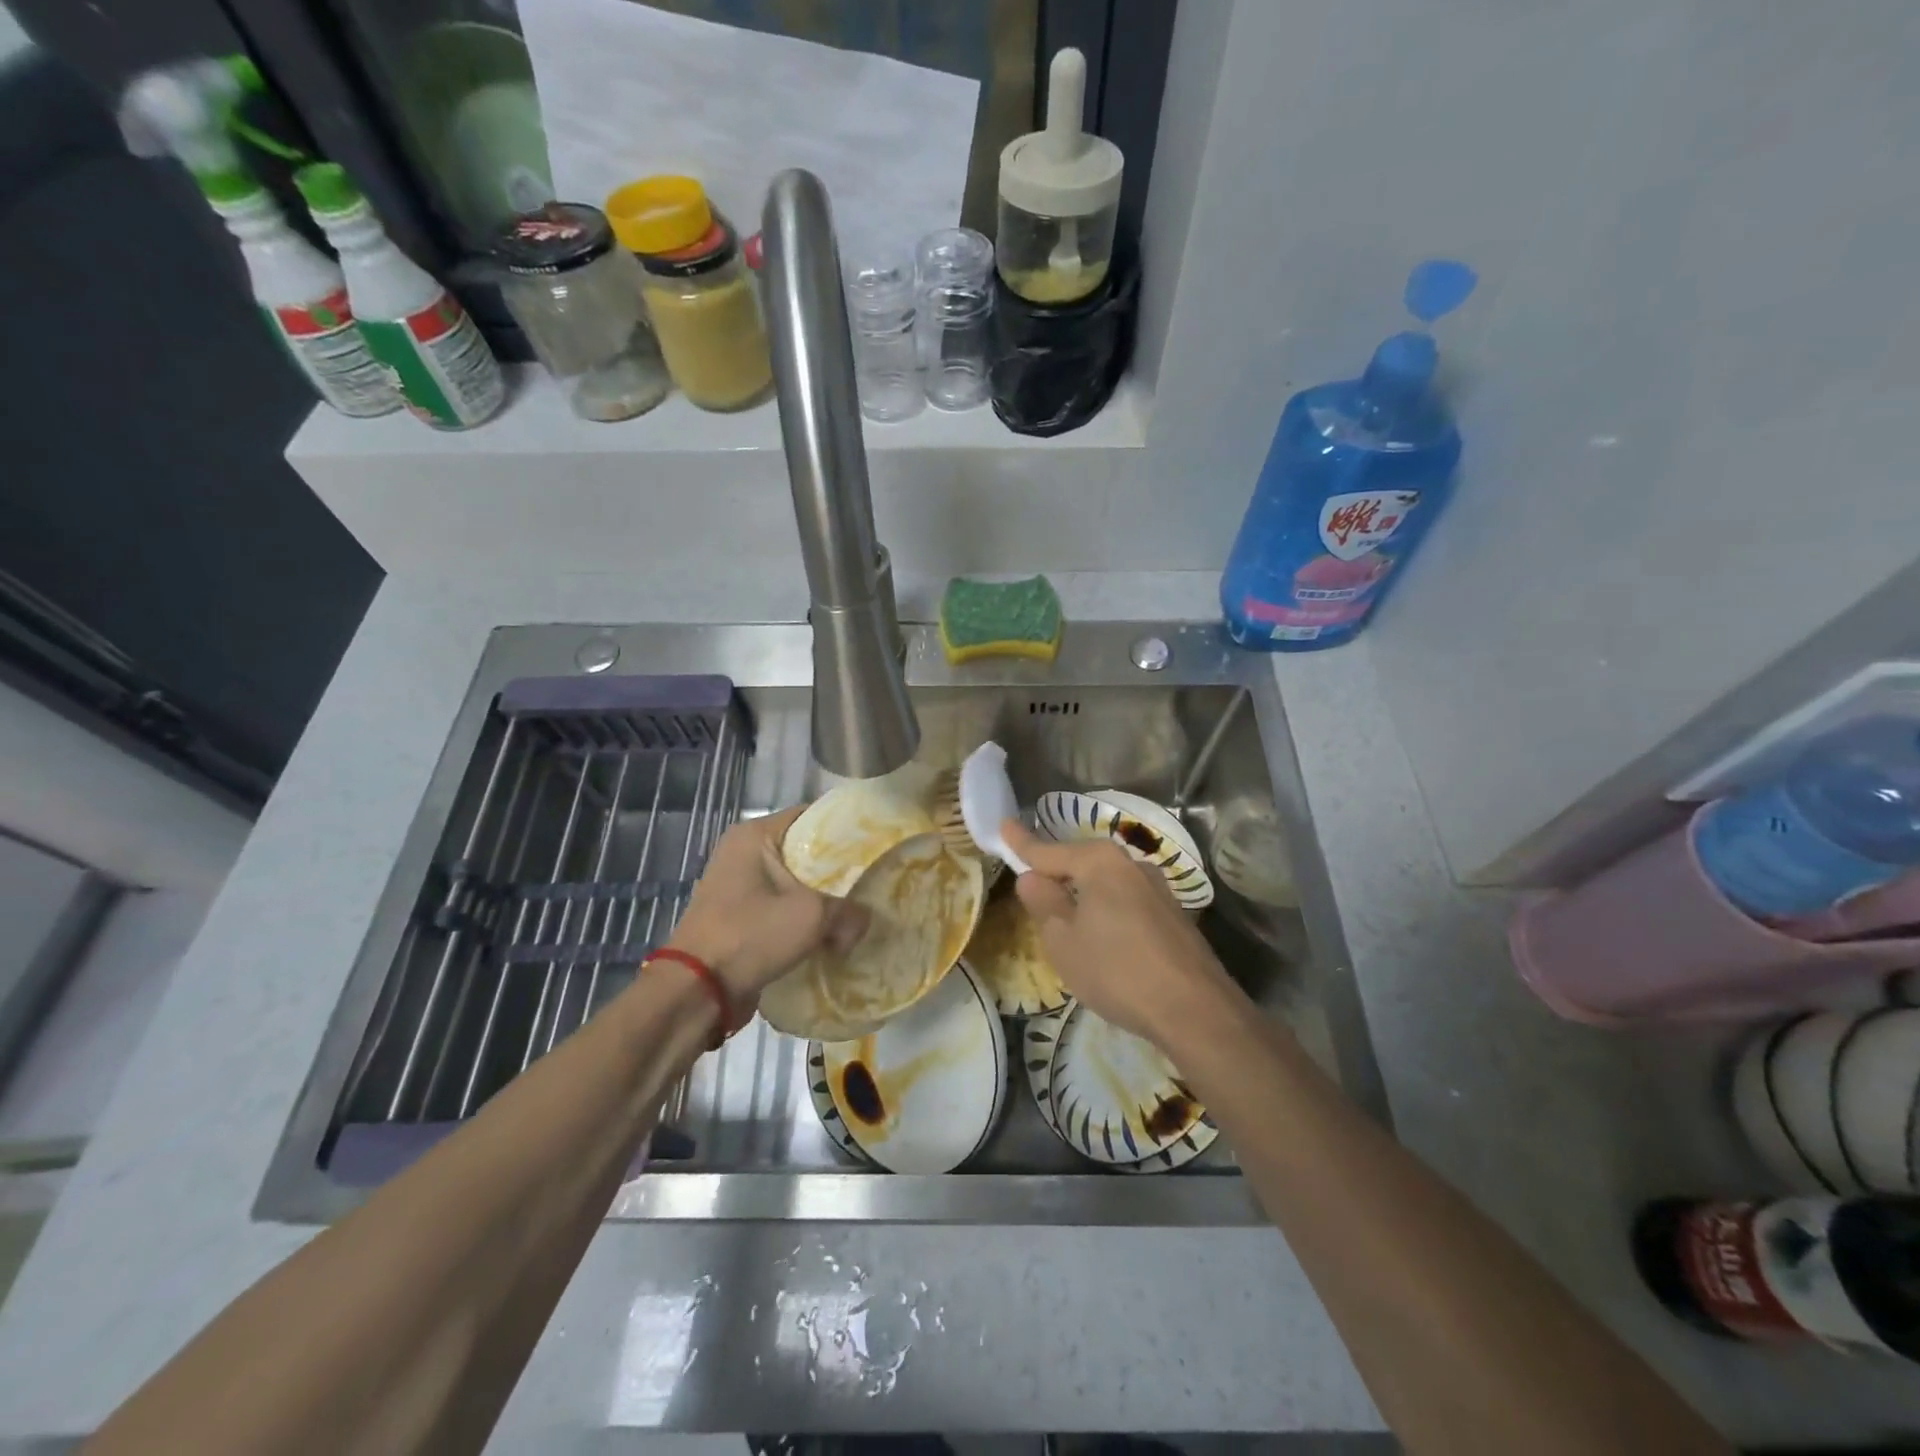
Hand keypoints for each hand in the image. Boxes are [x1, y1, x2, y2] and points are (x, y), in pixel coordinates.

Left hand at [669, 805, 869, 1015]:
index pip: (811, 816)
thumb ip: (849, 911)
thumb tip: (864, 921)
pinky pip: (781, 909)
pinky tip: (830, 935)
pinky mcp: (737, 917)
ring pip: (794, 884)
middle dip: (836, 871)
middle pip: (804, 852)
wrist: (697, 992)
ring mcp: (737, 886)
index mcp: (754, 835)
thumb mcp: (812, 916)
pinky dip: (803, 920)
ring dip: (821, 900)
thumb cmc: (751, 935)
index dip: (845, 829)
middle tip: (870, 882)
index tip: (873, 846)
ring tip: (856, 911)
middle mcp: (742, 853)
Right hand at [1002, 818, 1237, 1047]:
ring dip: (1085, 896)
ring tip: (1068, 921)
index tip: (1004, 826)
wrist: (1194, 1010)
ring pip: (1107, 885)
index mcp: (1100, 863)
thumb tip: (1031, 877)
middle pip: (1082, 863)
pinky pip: (1127, 903)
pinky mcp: (1174, 915)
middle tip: (1032, 885)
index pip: (1049, 850)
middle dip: (1057, 873)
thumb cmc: (1116, 970)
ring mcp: (1158, 889)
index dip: (1022, 844)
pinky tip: (1106, 941)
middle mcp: (1131, 865)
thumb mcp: (1063, 941)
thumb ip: (1044, 903)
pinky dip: (1109, 913)